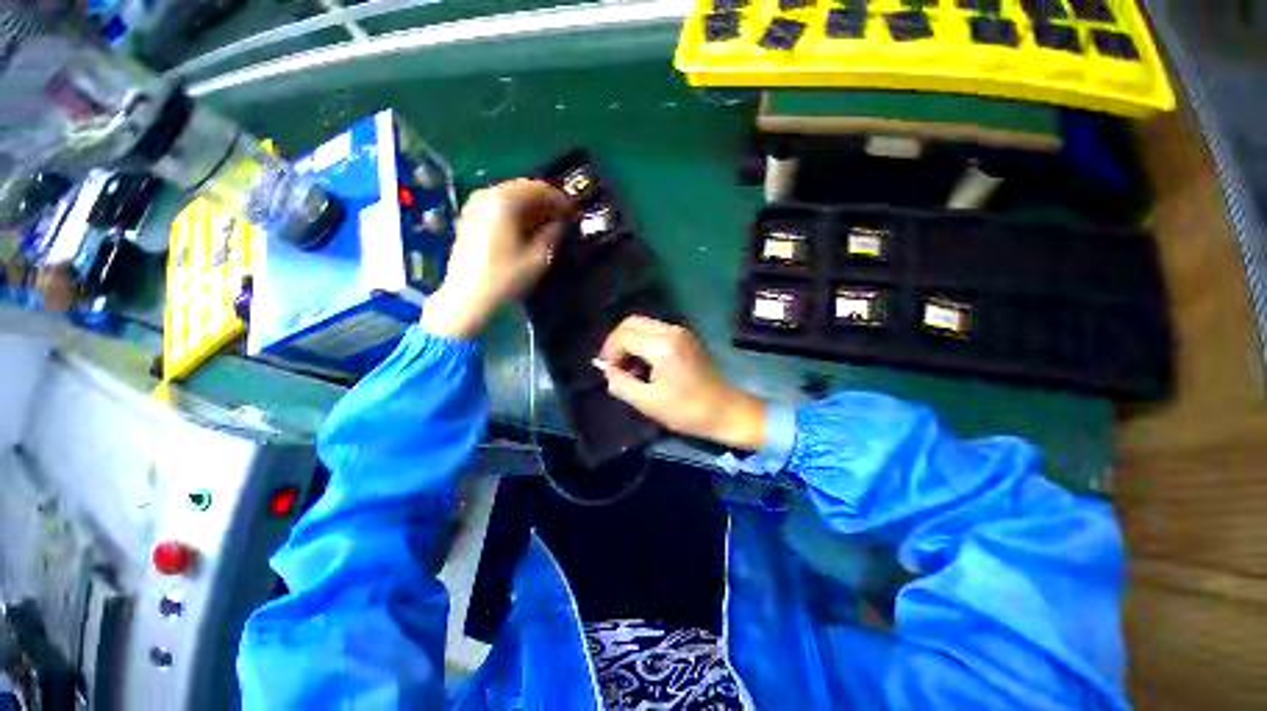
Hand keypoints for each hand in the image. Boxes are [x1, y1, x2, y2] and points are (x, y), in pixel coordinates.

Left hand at [421, 179, 573, 338]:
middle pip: (523, 189)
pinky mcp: (470, 218)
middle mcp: (487, 195)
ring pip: (511, 198)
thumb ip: (553, 234)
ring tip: (548, 226)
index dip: (560, 200)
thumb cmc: (506, 277)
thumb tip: (561, 222)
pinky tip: (527, 230)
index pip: (539, 188)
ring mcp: (475, 205)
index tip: (573, 213)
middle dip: (546, 202)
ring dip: (532, 209)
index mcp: (504, 200)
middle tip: (563, 219)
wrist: (467, 297)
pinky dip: (517, 214)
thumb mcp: (539, 258)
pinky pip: (499, 207)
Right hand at [596, 316, 767, 450]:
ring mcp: (682, 332)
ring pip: (645, 325)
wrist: (726, 411)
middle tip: (614, 364)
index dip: (610, 352)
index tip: (609, 372)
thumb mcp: (648, 403)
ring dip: (631, 341)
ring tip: (629, 366)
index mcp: (662, 346)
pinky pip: (657, 332)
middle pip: (632, 322)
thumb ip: (621, 384)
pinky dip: (644, 342)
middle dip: (617, 341)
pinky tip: (645, 363)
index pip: (623, 336)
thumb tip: (609, 371)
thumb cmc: (687, 411)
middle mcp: (672, 331)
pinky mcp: (687, 338)